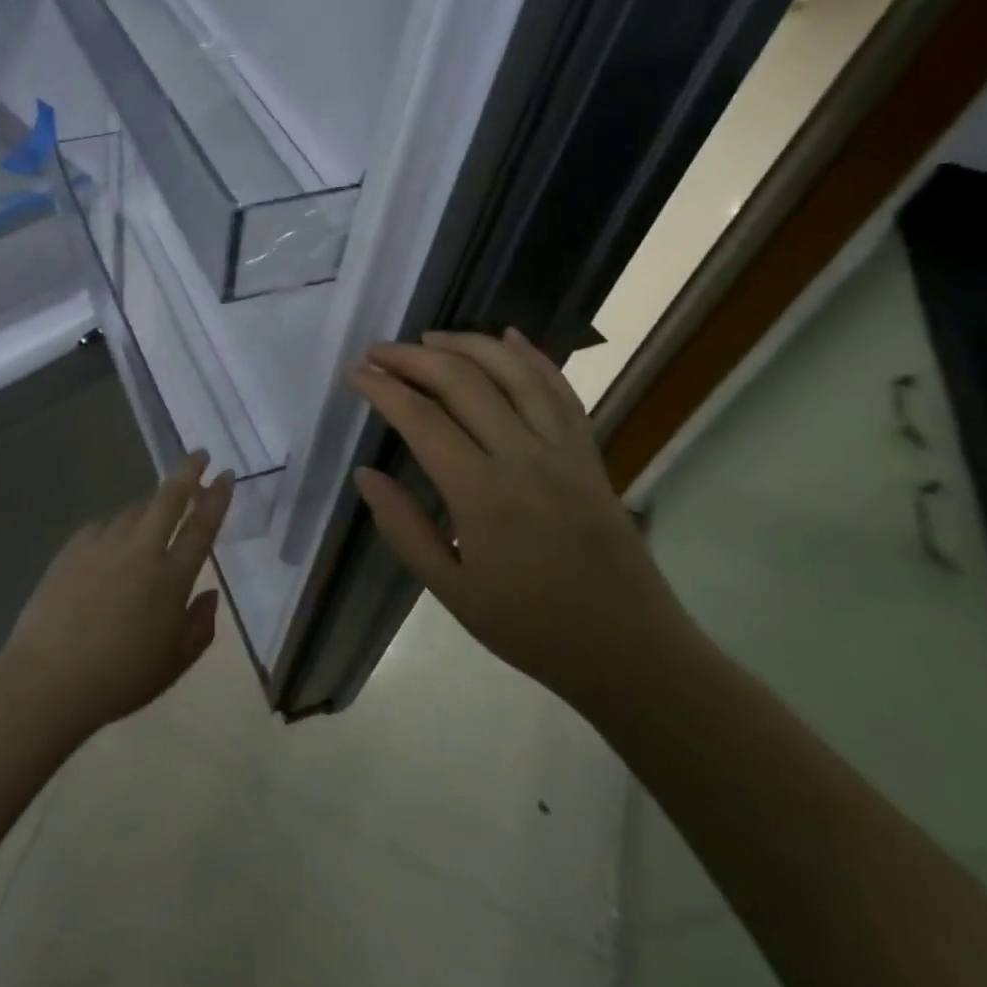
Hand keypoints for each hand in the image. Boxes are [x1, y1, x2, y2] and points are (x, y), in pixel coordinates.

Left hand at [0, 453, 233, 740]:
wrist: (51, 678)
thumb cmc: (121, 677)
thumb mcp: (175, 662)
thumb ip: (200, 625)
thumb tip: (209, 594)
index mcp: (171, 577)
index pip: (201, 526)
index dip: (216, 498)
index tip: (226, 475)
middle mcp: (140, 550)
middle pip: (168, 499)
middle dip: (187, 472)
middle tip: (199, 456)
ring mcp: (103, 544)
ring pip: (133, 510)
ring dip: (150, 505)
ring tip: (156, 512)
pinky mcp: (72, 549)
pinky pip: (102, 526)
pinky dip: (116, 526)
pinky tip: (114, 540)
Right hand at [347, 328, 690, 711]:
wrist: (630, 651)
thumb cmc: (530, 627)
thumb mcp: (450, 590)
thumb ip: (403, 528)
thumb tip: (365, 474)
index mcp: (484, 495)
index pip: (423, 420)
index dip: (384, 389)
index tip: (356, 374)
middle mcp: (525, 458)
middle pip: (464, 383)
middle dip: (414, 358)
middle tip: (378, 352)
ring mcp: (564, 450)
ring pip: (514, 373)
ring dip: (468, 345)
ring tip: (429, 338)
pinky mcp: (589, 454)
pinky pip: (561, 391)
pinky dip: (533, 357)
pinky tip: (509, 335)